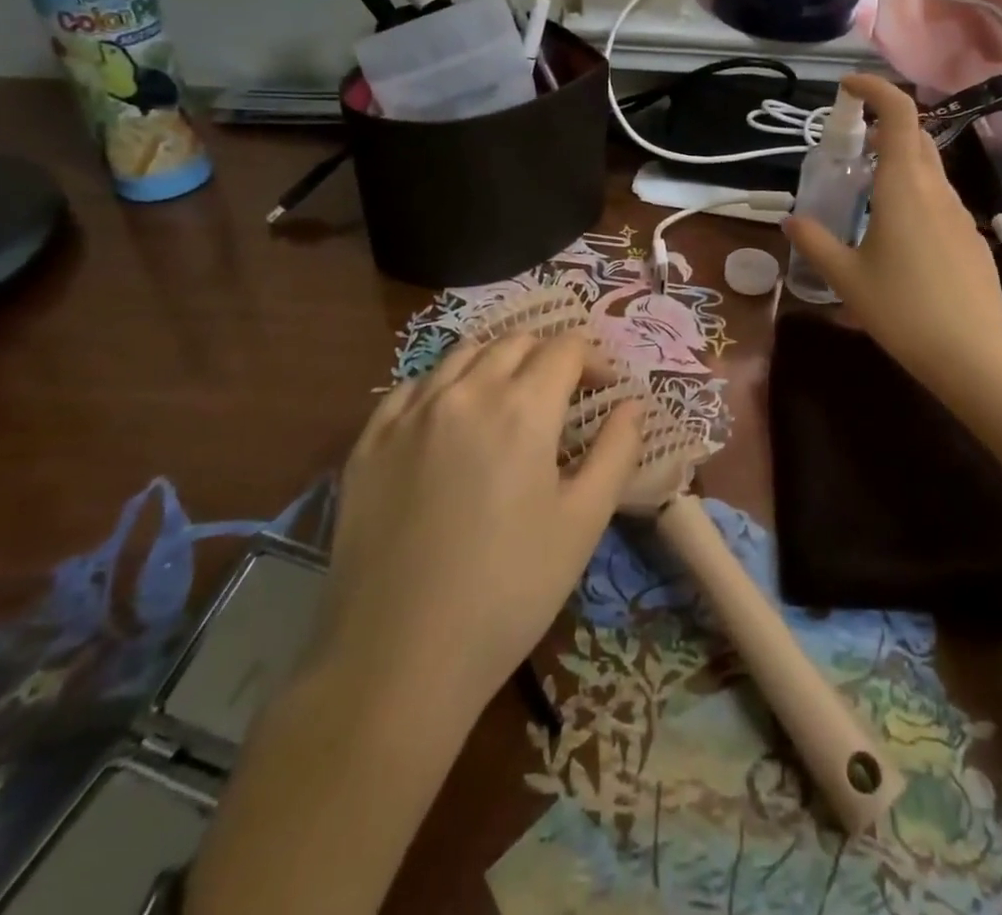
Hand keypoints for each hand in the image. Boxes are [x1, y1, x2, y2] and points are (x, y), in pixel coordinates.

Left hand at [316, 333, 642, 713]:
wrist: (398, 658)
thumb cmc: (510, 589)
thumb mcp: (584, 522)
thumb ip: (616, 451)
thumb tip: (633, 405)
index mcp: (522, 408)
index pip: (565, 349)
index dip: (593, 358)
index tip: (604, 389)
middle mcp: (464, 393)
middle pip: (514, 343)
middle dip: (548, 356)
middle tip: (563, 394)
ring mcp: (409, 414)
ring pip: (461, 355)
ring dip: (496, 362)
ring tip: (509, 399)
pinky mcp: (368, 442)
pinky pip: (411, 387)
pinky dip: (443, 385)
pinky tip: (448, 417)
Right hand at [782, 74, 1001, 391]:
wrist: (973, 352)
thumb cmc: (902, 310)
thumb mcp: (846, 278)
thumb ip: (815, 242)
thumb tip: (789, 220)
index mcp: (904, 186)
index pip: (899, 113)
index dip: (875, 89)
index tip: (848, 88)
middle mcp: (936, 189)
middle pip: (915, 136)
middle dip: (883, 127)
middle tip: (850, 147)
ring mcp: (959, 212)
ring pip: (929, 169)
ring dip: (898, 163)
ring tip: (866, 193)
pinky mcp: (971, 235)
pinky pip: (939, 199)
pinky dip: (914, 194)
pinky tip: (897, 235)